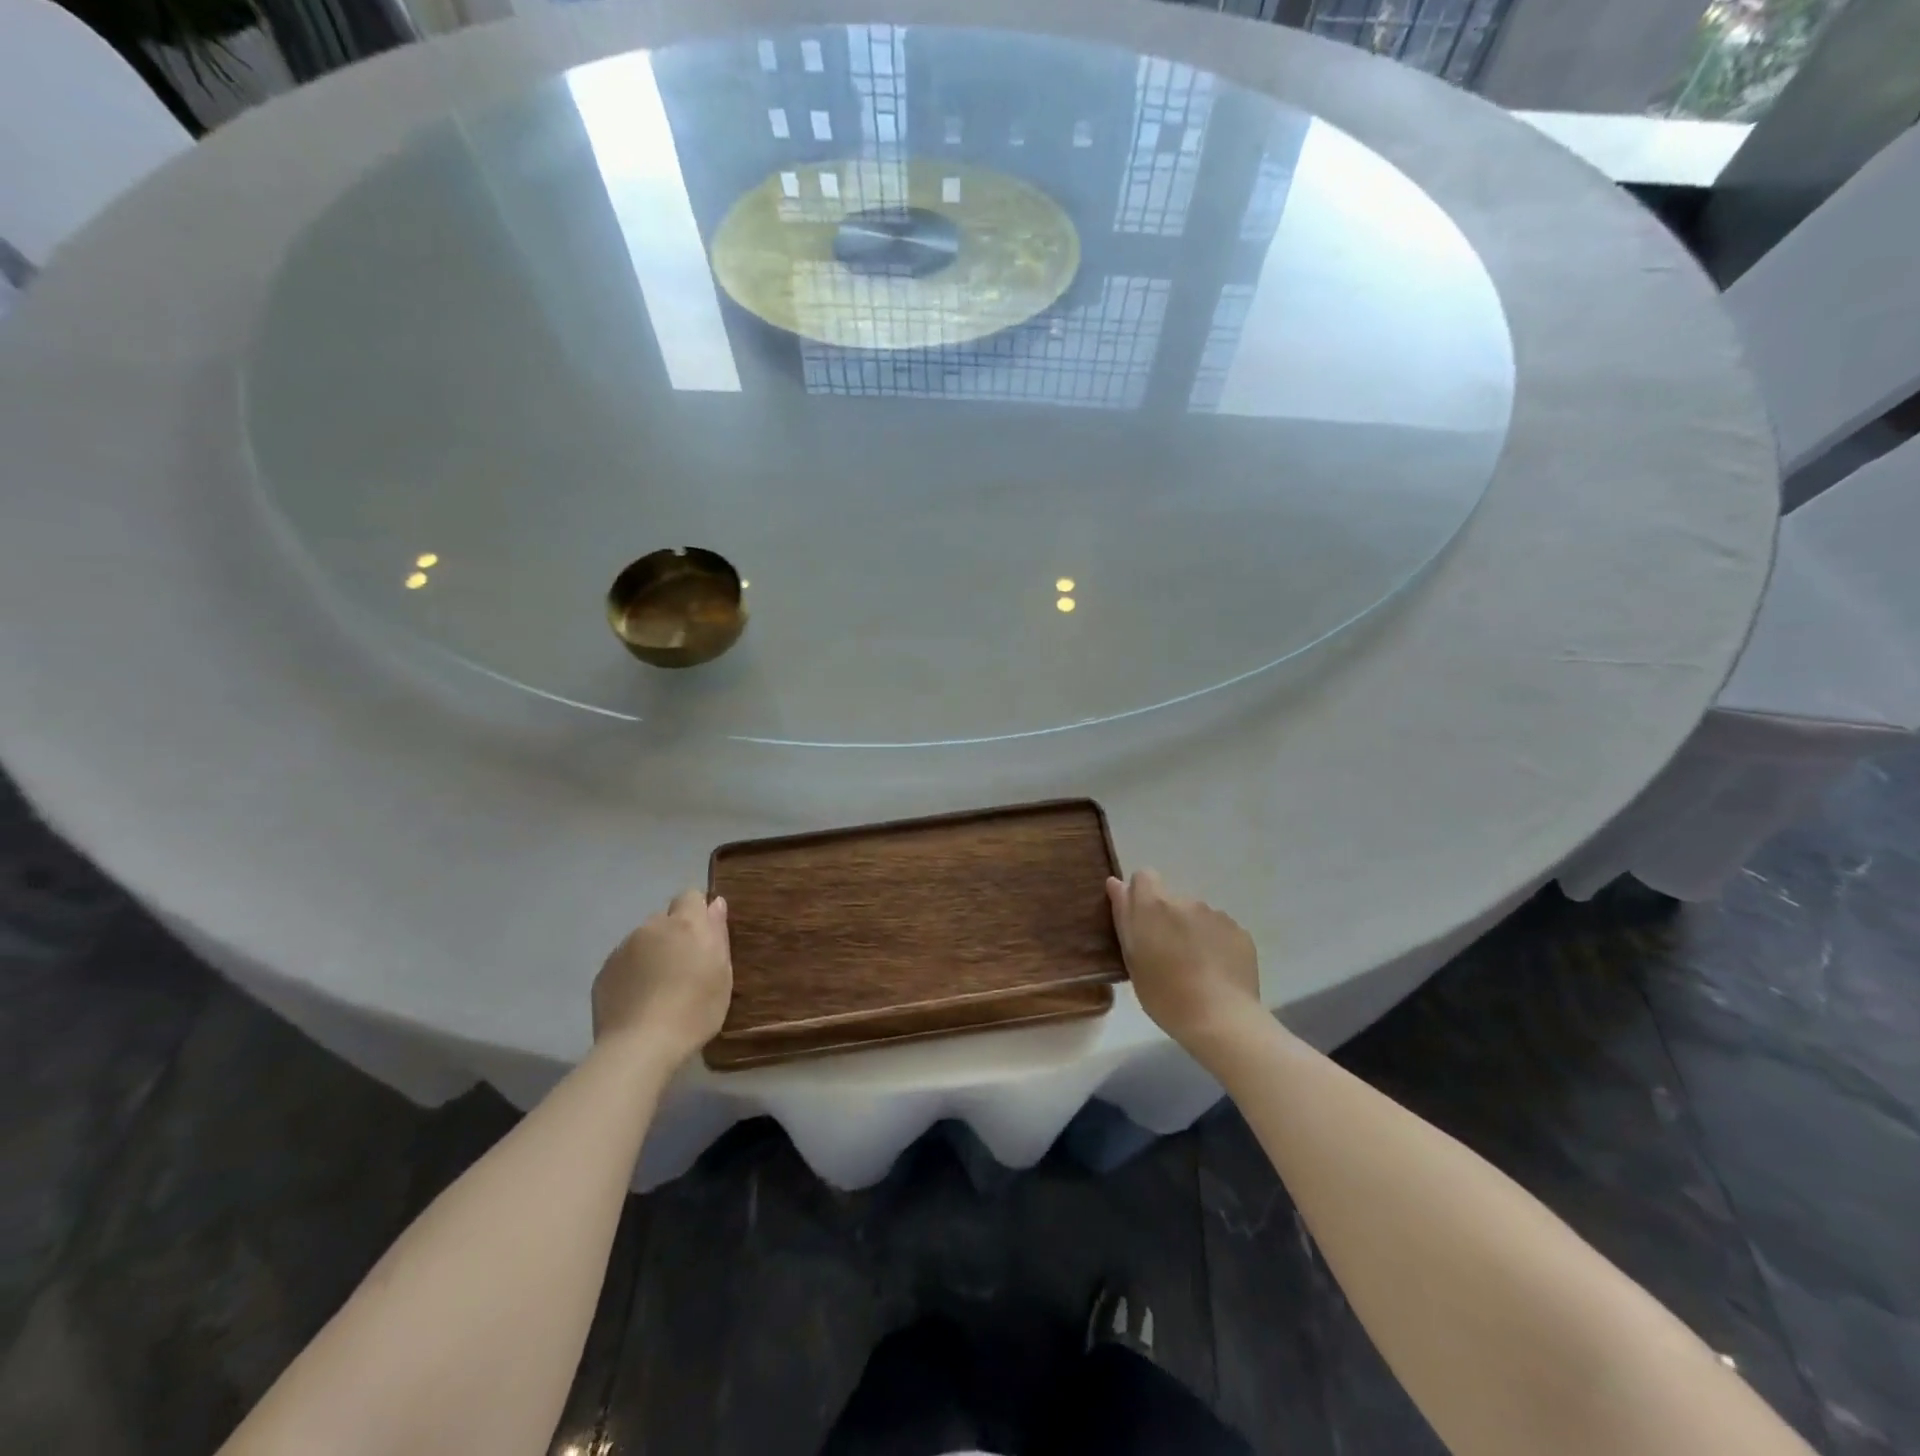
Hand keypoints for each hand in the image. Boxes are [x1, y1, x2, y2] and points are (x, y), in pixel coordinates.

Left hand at [592, 890, 732, 1067]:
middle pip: (665, 919)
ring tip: (660, 988)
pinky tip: (639, 1000)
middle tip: (684, 967)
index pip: (690, 895)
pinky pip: (624, 962)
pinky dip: (633, 973)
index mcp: (685, 924)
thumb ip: (718, 934)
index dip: (698, 912)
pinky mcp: (603, 972)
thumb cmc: (695, 1010)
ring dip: (653, 953)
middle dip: (675, 934)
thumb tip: (716, 904)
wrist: (640, 1047)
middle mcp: (652, 927)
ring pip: (643, 940)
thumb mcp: (722, 974)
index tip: (705, 936)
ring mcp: (623, 949)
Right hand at [1107, 869, 1260, 1048]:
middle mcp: (1186, 901)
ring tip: (1195, 968)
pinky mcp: (1240, 932)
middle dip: (1167, 920)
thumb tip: (1116, 883)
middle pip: (1171, 900)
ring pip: (1196, 916)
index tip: (1141, 923)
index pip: (1143, 876)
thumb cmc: (1164, 993)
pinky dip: (1215, 944)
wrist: (1221, 1019)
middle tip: (1167, 956)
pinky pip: (1220, 931)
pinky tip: (1216, 973)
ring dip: (1192, 932)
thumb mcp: (1132, 958)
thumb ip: (1124, 916)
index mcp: (1154, 905)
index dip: (1140, 895)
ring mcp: (1217, 915)